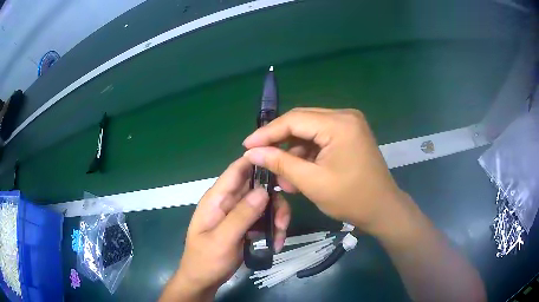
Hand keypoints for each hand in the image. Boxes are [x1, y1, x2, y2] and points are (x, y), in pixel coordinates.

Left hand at [160, 157, 289, 301]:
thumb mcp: (222, 240)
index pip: (237, 170)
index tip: (282, 167)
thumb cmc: (206, 260)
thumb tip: (264, 190)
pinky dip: (273, 229)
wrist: (203, 281)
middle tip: (282, 221)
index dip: (258, 161)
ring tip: (279, 238)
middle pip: (257, 187)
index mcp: (217, 198)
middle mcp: (229, 202)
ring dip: (276, 218)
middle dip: (274, 200)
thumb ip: (241, 215)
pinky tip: (276, 244)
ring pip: (265, 204)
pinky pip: (264, 219)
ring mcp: (238, 214)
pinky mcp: (246, 226)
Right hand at [243, 108, 403, 235]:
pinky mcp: (349, 134)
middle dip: (279, 140)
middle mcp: (345, 116)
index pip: (294, 120)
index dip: (267, 133)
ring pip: (309, 131)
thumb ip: (280, 163)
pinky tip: (298, 172)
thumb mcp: (312, 182)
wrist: (383, 209)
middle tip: (259, 156)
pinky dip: (307, 153)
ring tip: (282, 175)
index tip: (246, 146)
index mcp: (339, 124)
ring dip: (293, 151)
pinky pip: (320, 138)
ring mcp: (349, 124)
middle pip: (301, 121)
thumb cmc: (351, 198)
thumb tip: (251, 152)